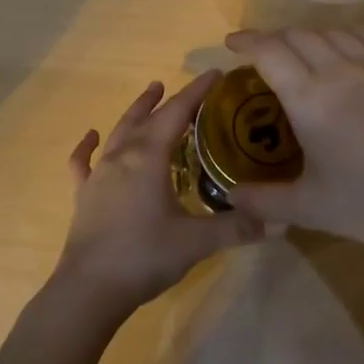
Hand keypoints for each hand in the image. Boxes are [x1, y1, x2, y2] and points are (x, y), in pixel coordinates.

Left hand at [55, 71, 261, 321]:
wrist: (89, 289)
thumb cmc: (144, 256)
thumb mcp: (197, 241)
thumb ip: (237, 227)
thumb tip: (280, 220)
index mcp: (148, 157)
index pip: (176, 113)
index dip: (196, 92)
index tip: (215, 74)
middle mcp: (122, 156)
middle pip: (146, 118)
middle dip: (167, 99)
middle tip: (183, 86)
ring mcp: (98, 175)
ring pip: (118, 133)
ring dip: (136, 112)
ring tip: (148, 94)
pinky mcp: (83, 196)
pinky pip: (83, 162)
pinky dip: (87, 146)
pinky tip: (91, 137)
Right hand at [222, 27, 363, 253]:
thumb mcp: (310, 209)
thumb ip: (263, 201)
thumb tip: (231, 196)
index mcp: (311, 99)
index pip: (270, 52)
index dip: (246, 42)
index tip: (232, 44)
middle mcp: (340, 70)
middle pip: (297, 35)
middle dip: (273, 39)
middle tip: (262, 56)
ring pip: (332, 31)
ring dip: (308, 37)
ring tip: (301, 53)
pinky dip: (346, 35)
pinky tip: (346, 50)